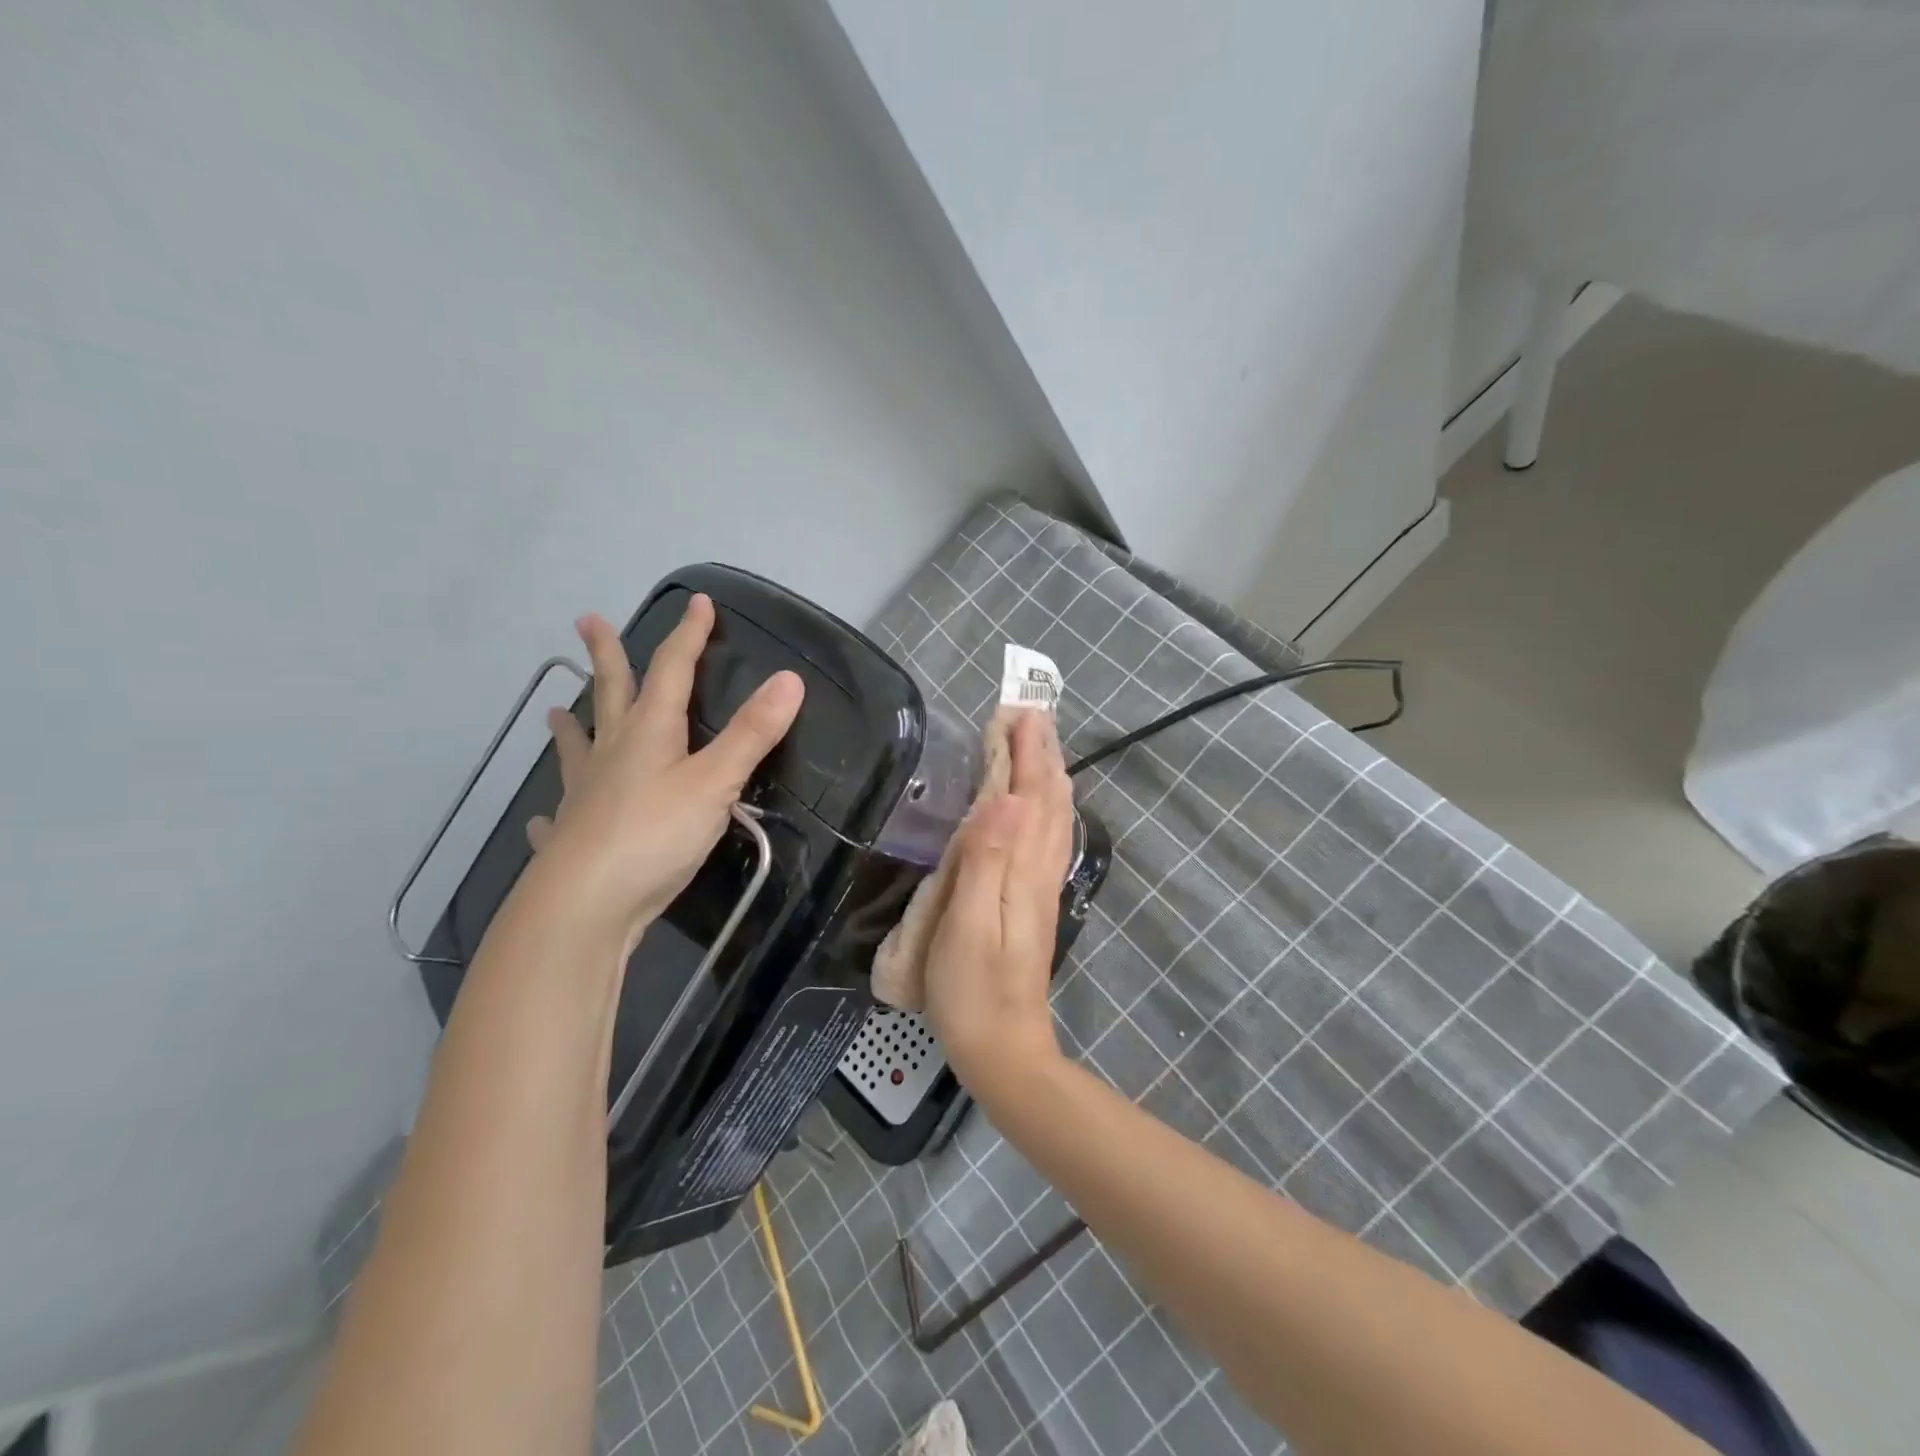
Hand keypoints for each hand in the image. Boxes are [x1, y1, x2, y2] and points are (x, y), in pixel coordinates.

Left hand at [524, 597, 803, 952]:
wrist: (586, 905)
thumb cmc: (655, 835)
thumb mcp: (716, 782)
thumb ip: (753, 734)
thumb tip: (790, 678)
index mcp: (649, 732)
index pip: (671, 670)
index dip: (689, 636)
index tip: (699, 603)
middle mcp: (612, 754)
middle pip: (612, 693)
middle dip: (607, 656)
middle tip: (587, 622)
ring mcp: (585, 795)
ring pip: (578, 749)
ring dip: (570, 728)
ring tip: (554, 711)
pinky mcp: (572, 838)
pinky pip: (560, 815)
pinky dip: (554, 811)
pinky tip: (544, 817)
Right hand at [923, 710, 1075, 1095]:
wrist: (1003, 1048)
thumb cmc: (973, 990)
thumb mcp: (968, 925)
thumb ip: (986, 860)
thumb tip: (1005, 797)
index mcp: (1023, 871)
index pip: (1030, 797)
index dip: (1026, 753)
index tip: (1020, 711)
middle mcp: (1041, 872)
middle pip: (1050, 801)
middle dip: (1043, 754)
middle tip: (1033, 713)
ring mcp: (1042, 888)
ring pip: (1055, 819)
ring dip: (1049, 776)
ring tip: (1042, 744)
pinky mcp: (1034, 903)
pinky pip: (1049, 840)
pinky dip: (1048, 808)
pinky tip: (1043, 805)